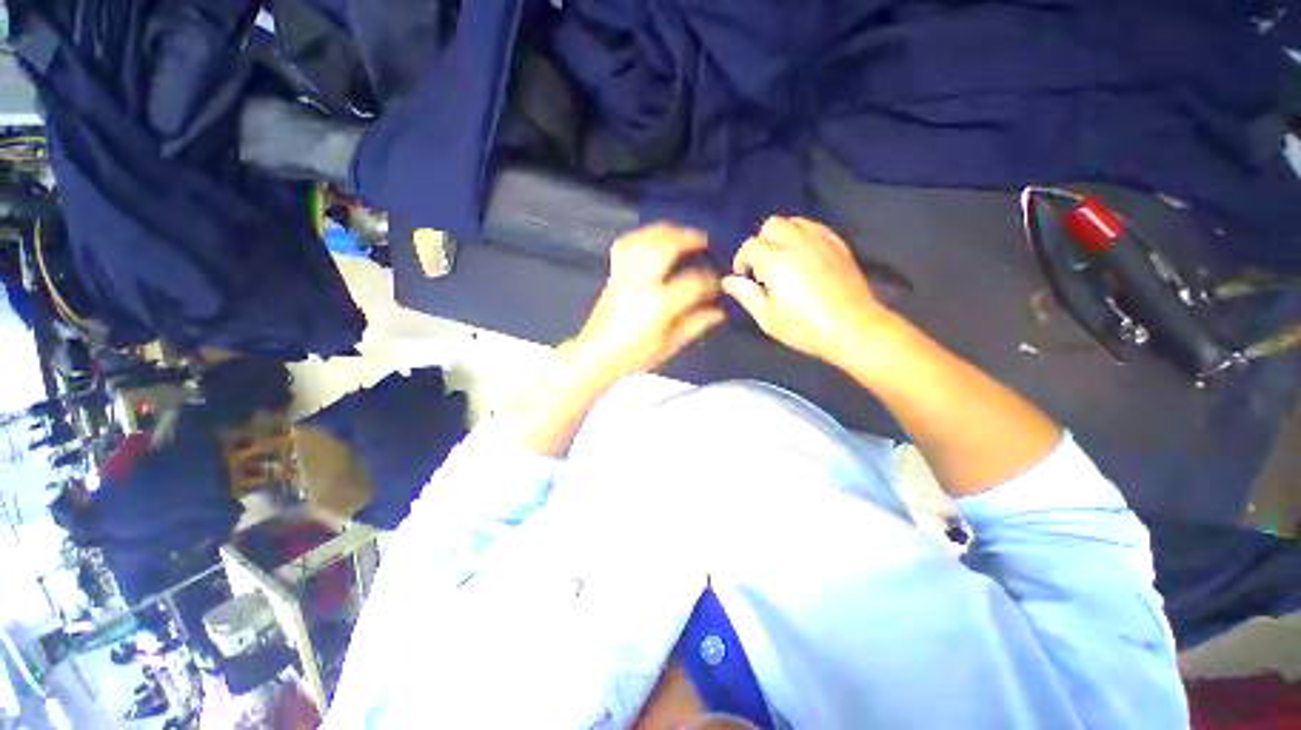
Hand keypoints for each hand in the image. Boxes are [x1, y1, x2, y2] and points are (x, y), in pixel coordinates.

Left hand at [571, 223, 725, 380]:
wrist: (596, 356)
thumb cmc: (634, 356)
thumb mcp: (670, 345)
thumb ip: (695, 324)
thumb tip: (718, 311)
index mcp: (659, 305)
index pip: (693, 282)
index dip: (711, 281)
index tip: (717, 285)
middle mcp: (641, 284)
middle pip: (666, 247)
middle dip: (689, 238)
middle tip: (704, 240)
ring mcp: (624, 276)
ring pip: (643, 240)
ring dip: (665, 231)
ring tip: (679, 233)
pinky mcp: (613, 275)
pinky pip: (624, 246)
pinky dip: (640, 237)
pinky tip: (651, 239)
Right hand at [722, 216, 888, 366]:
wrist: (852, 328)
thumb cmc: (804, 327)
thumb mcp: (767, 317)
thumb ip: (746, 294)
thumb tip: (728, 280)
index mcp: (776, 261)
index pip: (750, 246)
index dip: (742, 259)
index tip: (744, 275)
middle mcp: (797, 243)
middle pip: (772, 225)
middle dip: (762, 241)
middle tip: (763, 266)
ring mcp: (821, 241)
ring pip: (795, 221)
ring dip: (783, 235)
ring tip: (783, 258)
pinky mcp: (838, 245)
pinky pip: (816, 227)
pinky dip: (804, 234)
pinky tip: (804, 254)